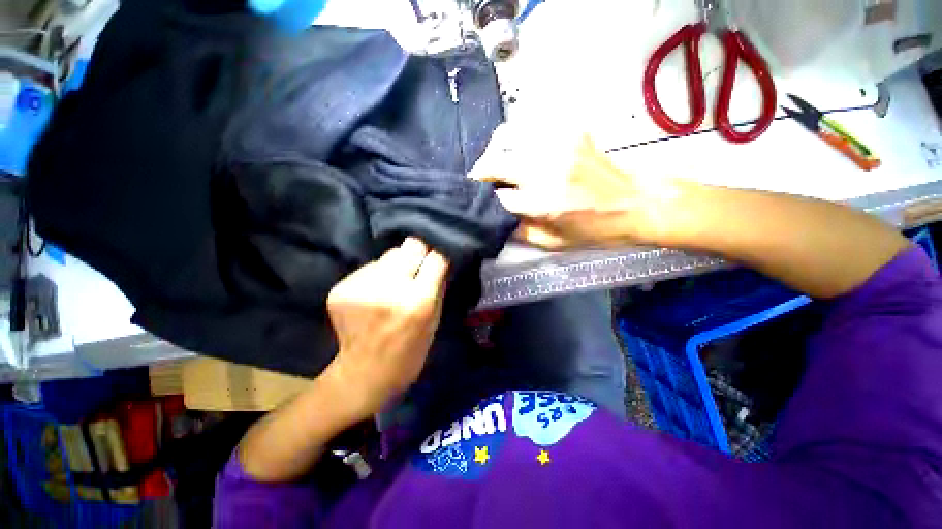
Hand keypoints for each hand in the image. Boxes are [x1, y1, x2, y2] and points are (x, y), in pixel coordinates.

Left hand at [325, 237, 448, 419]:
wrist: (364, 373)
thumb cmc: (410, 352)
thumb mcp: (434, 321)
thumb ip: (437, 288)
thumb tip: (438, 260)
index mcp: (418, 300)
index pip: (435, 257)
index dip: (437, 257)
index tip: (436, 261)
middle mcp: (390, 287)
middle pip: (410, 246)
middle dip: (416, 255)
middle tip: (414, 269)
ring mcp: (362, 286)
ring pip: (388, 255)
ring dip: (394, 267)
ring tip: (391, 285)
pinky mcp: (341, 288)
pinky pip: (368, 268)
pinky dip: (374, 277)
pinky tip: (372, 295)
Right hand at [471, 126, 679, 249]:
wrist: (634, 203)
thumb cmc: (593, 230)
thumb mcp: (552, 243)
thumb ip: (517, 230)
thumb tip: (494, 216)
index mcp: (543, 203)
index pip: (496, 194)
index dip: (484, 198)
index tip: (480, 200)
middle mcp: (547, 169)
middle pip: (495, 160)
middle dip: (482, 171)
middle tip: (483, 180)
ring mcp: (558, 143)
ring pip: (507, 135)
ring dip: (496, 151)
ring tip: (499, 163)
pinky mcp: (569, 130)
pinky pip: (529, 125)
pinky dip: (517, 138)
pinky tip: (522, 152)